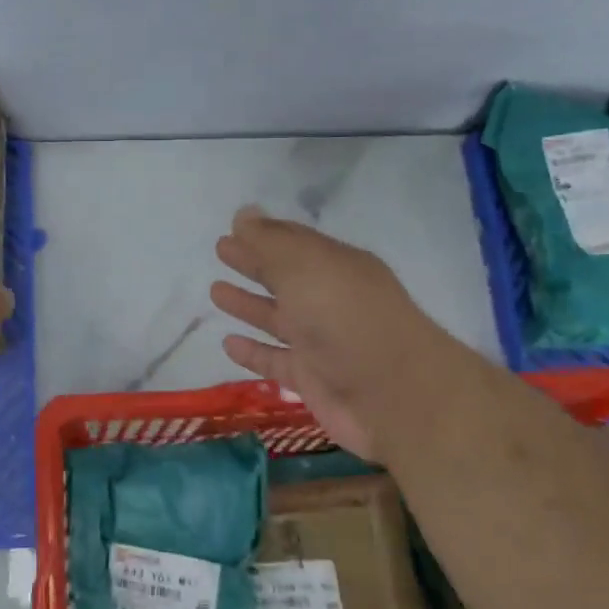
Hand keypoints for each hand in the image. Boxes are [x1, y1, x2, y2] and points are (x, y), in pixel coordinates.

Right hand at [210, 207, 434, 462]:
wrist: (392, 395)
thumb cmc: (345, 317)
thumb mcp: (306, 267)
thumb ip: (270, 242)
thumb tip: (244, 213)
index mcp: (335, 266)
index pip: (294, 243)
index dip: (263, 234)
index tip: (233, 227)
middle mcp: (329, 300)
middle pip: (285, 277)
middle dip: (253, 263)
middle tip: (221, 250)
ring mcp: (321, 342)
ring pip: (277, 318)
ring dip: (248, 304)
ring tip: (216, 291)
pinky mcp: (312, 379)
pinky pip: (275, 360)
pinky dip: (252, 352)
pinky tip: (228, 343)